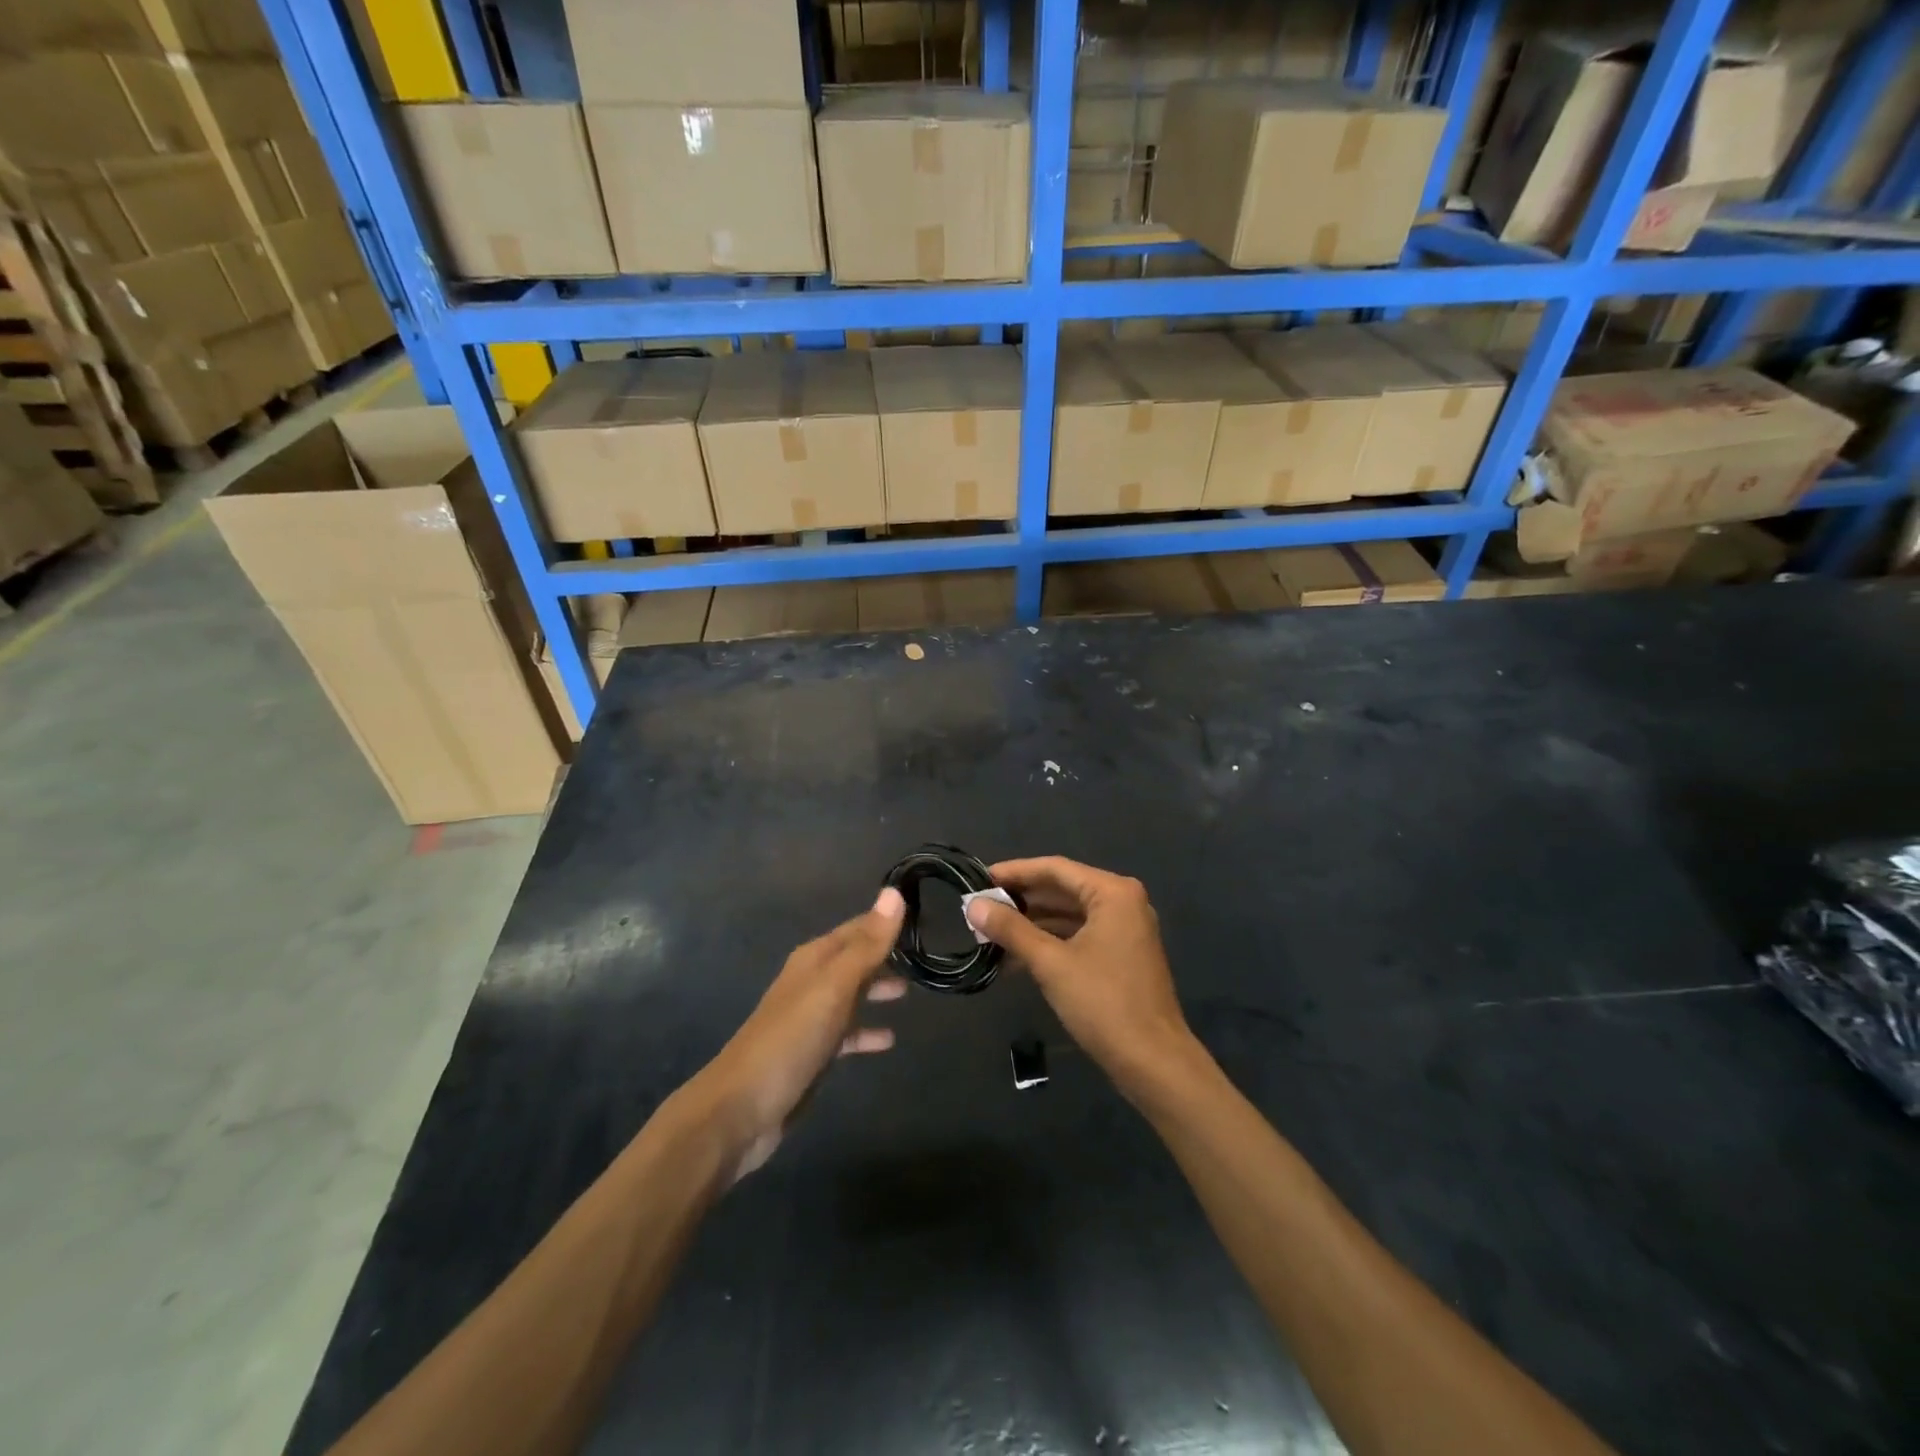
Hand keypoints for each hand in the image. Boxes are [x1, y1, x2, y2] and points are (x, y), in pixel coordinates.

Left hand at [685, 888, 906, 1180]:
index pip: (857, 928)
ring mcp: (811, 1019)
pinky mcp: (813, 1053)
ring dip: (877, 989)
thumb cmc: (790, 1039)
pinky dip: (867, 1031)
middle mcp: (812, 982)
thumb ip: (867, 945)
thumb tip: (894, 892)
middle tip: (923, 954)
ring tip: (911, 991)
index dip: (885, 921)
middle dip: (884, 955)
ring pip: (851, 994)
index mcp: (814, 959)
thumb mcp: (834, 987)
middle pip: (854, 960)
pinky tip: (889, 1040)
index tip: (920, 915)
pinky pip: (847, 1033)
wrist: (741, 1109)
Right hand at [964, 857, 1194, 1091]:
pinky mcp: (1121, 956)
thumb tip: (973, 906)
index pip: (1054, 869)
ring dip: (1031, 924)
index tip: (978, 880)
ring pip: (1068, 915)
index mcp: (1112, 893)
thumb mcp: (1050, 963)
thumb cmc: (1103, 1003)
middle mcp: (1122, 902)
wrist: (1153, 1062)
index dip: (1014, 872)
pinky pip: (1078, 936)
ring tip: (989, 934)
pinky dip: (1049, 943)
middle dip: (1020, 901)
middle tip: (979, 908)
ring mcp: (1125, 930)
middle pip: (1062, 890)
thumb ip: (1011, 929)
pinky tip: (1015, 958)